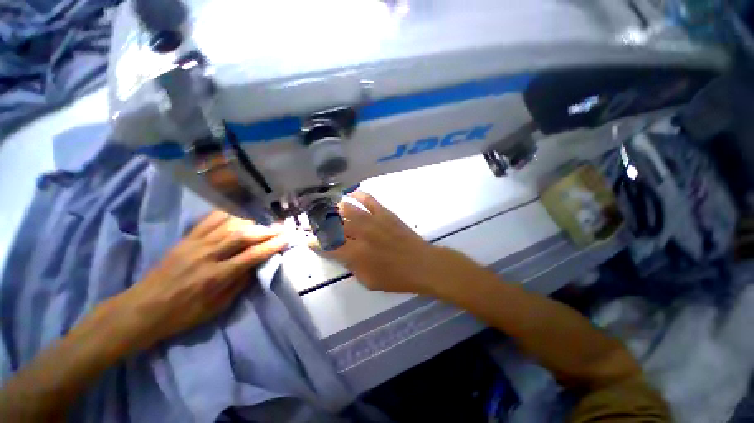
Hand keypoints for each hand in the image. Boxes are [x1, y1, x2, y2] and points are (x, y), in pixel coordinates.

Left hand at [114, 211, 288, 350]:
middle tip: (281, 228)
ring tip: (262, 225)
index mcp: (216, 276)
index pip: (252, 255)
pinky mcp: (186, 239)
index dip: (272, 246)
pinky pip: (209, 220)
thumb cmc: (182, 314)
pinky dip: (228, 216)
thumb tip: (256, 266)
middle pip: (243, 235)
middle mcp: (207, 256)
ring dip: (250, 223)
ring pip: (228, 224)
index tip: (287, 238)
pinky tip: (238, 217)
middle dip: (266, 231)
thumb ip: (239, 284)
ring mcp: (195, 244)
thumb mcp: (216, 308)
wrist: (142, 309)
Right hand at [323, 191, 484, 296]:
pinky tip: (350, 194)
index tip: (309, 240)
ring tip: (330, 209)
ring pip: (347, 208)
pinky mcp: (385, 213)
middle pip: (334, 224)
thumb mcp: (368, 280)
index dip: (316, 242)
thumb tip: (341, 253)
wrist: (422, 264)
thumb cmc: (396, 277)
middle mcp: (360, 234)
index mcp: (355, 254)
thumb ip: (351, 265)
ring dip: (335, 208)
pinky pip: (368, 199)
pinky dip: (358, 195)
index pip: (328, 246)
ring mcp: (373, 220)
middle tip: (315, 222)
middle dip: (321, 223)